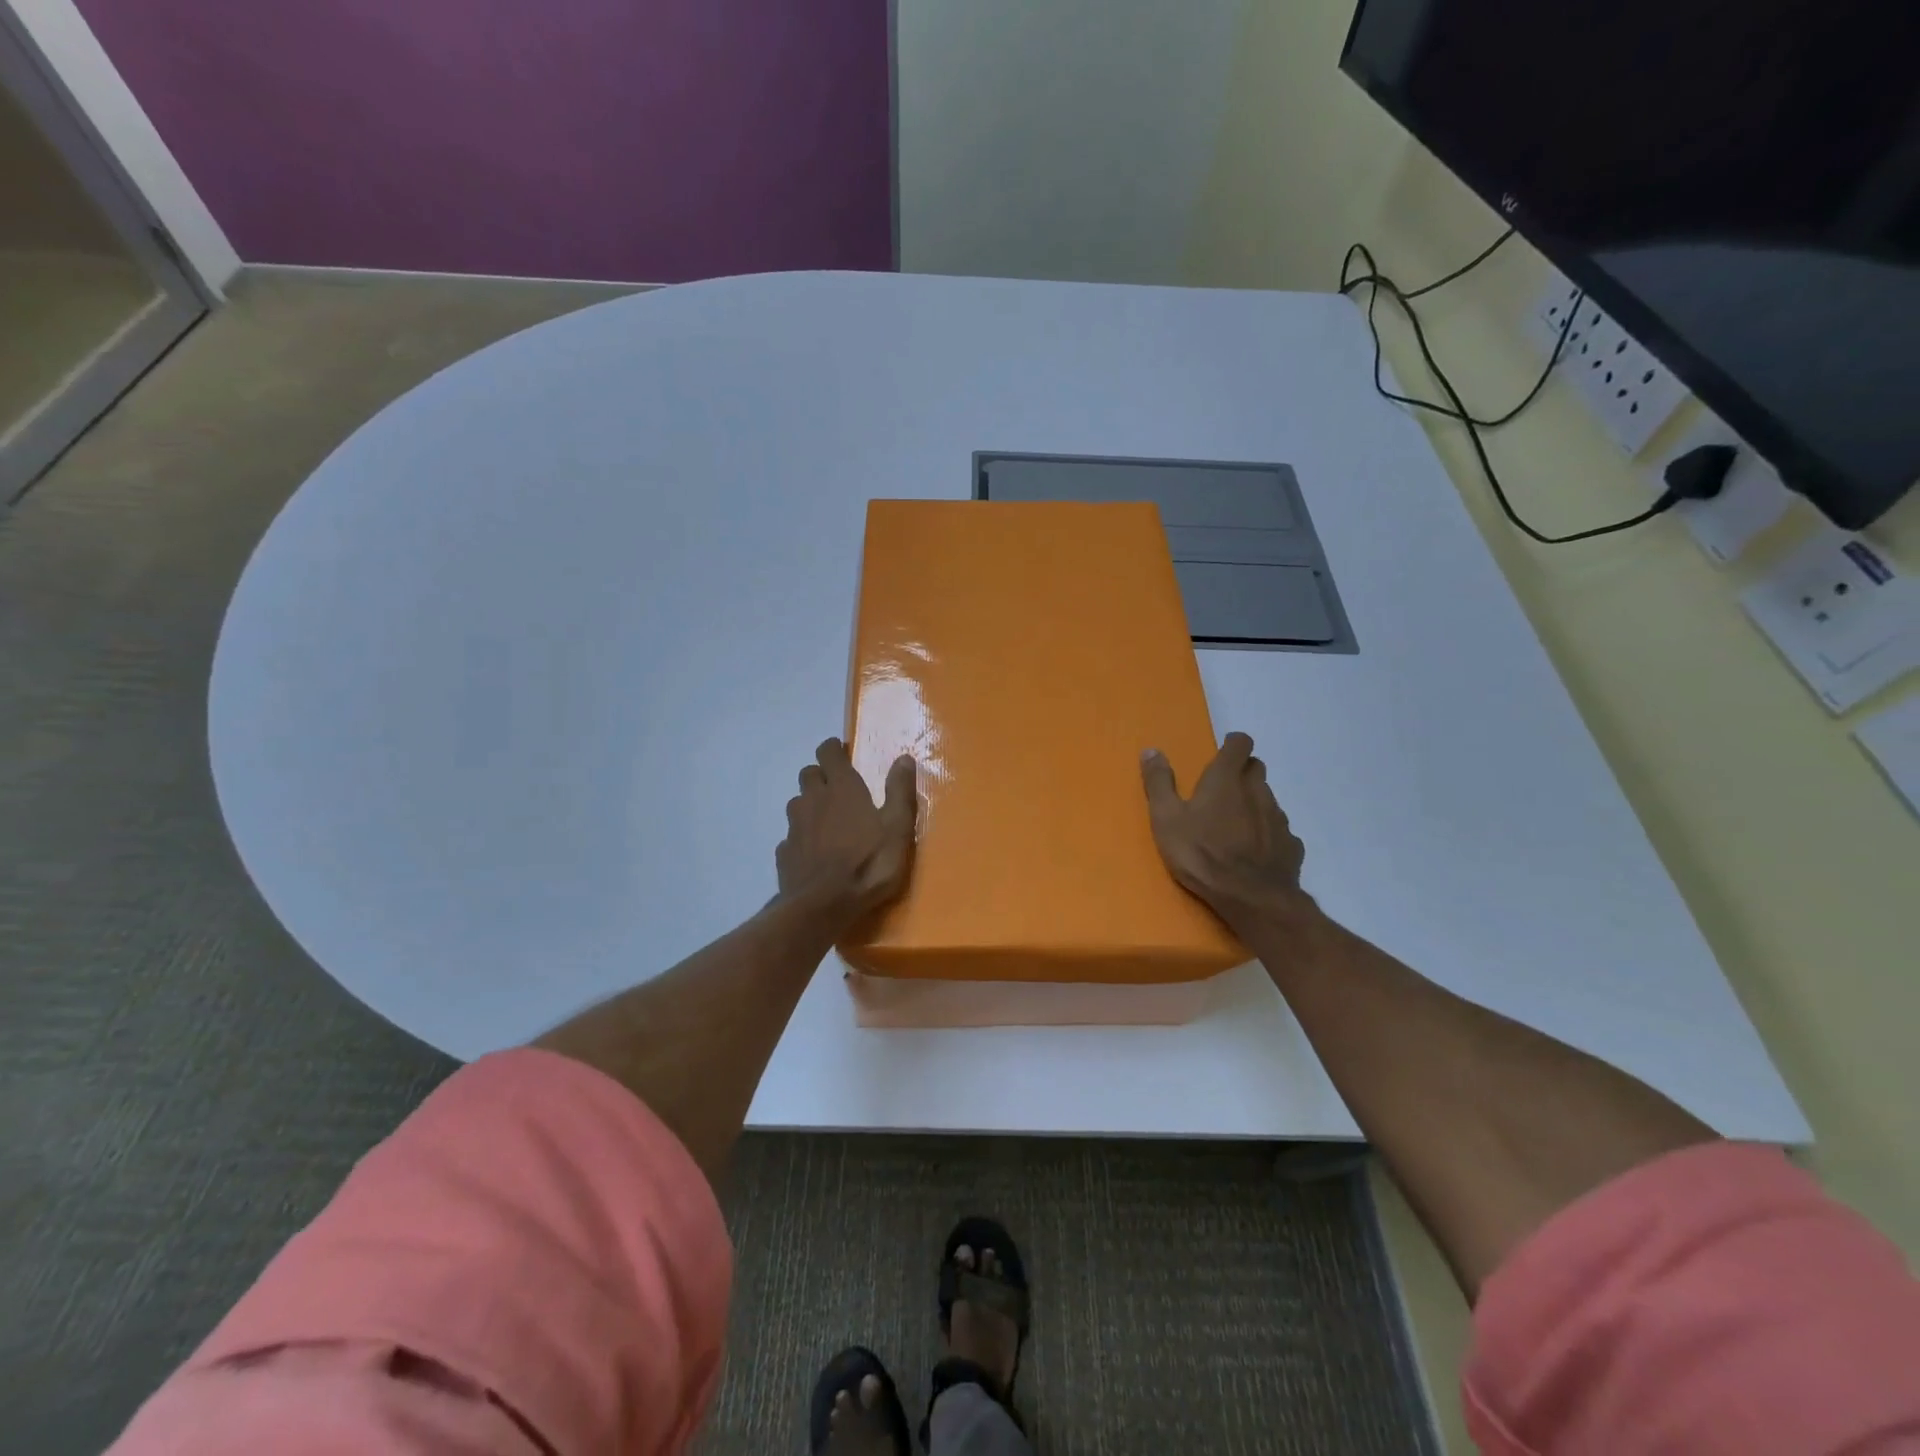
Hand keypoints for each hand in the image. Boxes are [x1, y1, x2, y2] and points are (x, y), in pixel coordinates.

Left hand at [777, 738, 916, 921]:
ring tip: (827, 821)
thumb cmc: (869, 864)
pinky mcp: (784, 853)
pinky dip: (802, 837)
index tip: (842, 753)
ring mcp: (794, 827)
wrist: (823, 906)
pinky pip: (791, 835)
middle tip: (838, 789)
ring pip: (797, 803)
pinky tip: (814, 852)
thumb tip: (904, 758)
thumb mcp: (897, 828)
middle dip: (821, 776)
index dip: (833, 749)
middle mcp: (813, 800)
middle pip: (808, 774)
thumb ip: (900, 792)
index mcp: (842, 788)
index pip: (828, 752)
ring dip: (810, 805)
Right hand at [1141, 732, 1313, 935]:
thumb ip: (1159, 783)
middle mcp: (1258, 791)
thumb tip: (1151, 750)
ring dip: (1253, 802)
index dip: (1232, 744)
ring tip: (1234, 823)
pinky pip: (1279, 829)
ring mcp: (1278, 818)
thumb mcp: (1166, 818)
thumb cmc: (1201, 853)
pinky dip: (1267, 832)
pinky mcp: (1291, 844)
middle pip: (1256, 768)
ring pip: (1268, 798)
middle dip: (1241, 771)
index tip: (1221, 753)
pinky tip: (1254, 850)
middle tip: (1221, 789)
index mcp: (1227, 779)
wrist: (1250, 897)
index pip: (1240, 744)